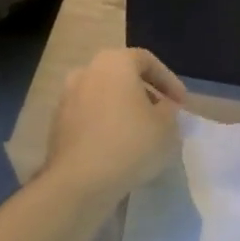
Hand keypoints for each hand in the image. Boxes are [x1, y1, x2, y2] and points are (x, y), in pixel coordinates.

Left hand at [44, 47, 187, 198]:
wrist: (81, 180)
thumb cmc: (131, 144)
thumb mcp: (167, 126)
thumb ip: (170, 110)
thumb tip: (163, 106)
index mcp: (114, 63)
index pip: (147, 61)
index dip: (169, 81)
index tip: (181, 104)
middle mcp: (86, 72)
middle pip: (122, 76)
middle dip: (145, 94)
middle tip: (162, 115)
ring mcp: (67, 98)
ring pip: (104, 97)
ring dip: (124, 109)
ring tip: (142, 133)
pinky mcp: (58, 124)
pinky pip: (90, 116)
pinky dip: (106, 124)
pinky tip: (119, 147)